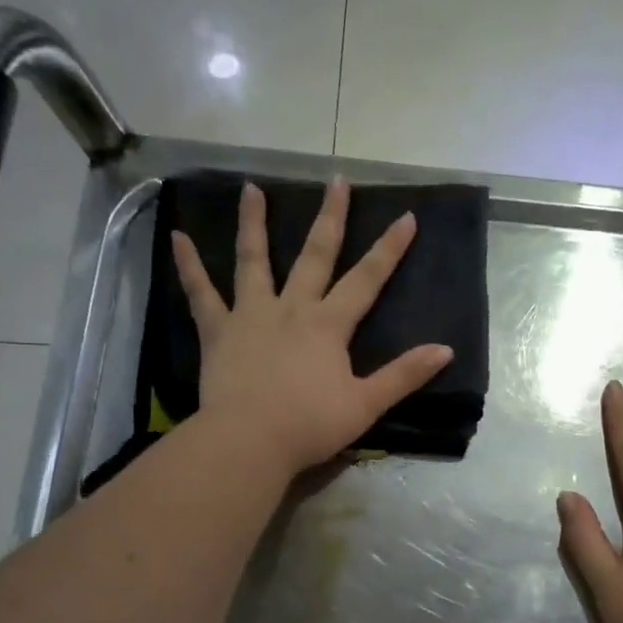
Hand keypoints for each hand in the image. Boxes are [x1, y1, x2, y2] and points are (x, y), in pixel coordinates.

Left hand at [171, 177, 452, 478]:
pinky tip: (177, 237)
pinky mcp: (218, 332)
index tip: (406, 216)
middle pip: (314, 256)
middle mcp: (291, 308)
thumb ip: (404, 375)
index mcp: (329, 325)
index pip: (367, 280)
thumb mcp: (366, 404)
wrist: (250, 441)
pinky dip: (189, 266)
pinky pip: (201, 294)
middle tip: (336, 181)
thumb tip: (446, 350)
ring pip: (253, 261)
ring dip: (253, 223)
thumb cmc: (311, 425)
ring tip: (251, 189)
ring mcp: (251, 316)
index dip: (389, 249)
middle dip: (330, 218)